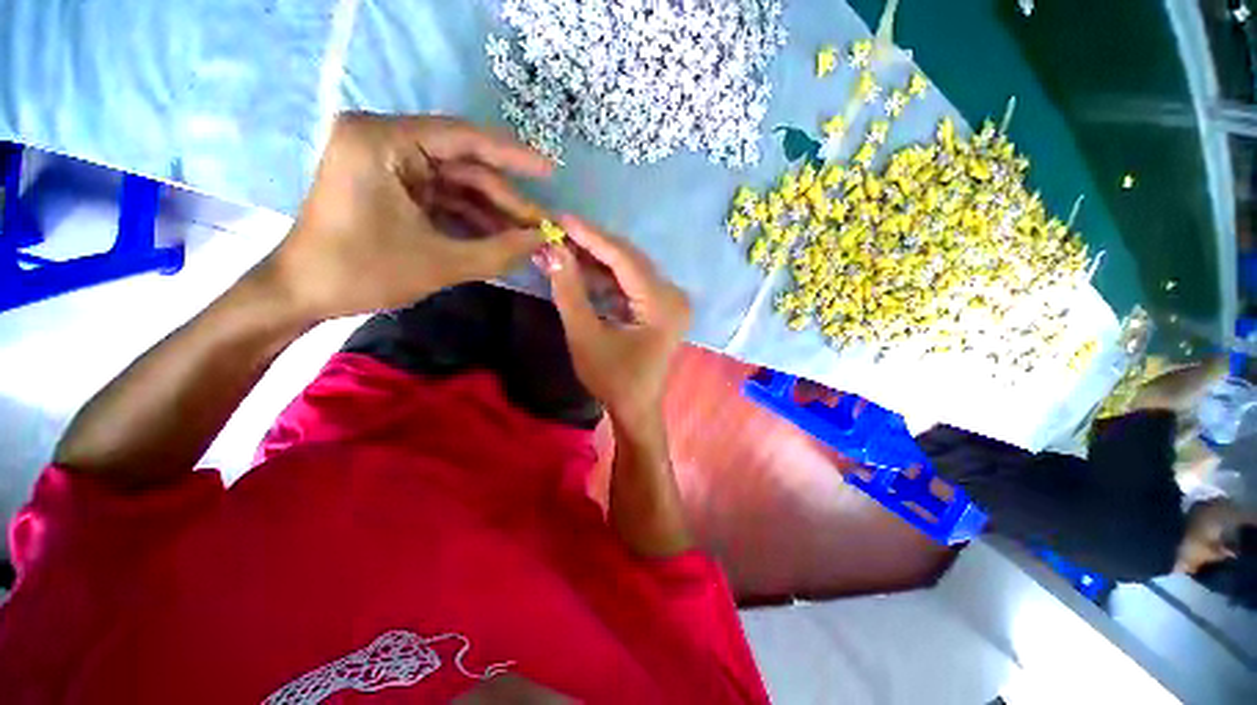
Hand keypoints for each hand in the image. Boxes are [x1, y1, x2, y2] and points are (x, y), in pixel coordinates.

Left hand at [261, 112, 553, 320]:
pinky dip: (471, 218)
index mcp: (383, 141)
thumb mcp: (441, 263)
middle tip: (542, 225)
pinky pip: (443, 197)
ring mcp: (387, 163)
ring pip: (457, 183)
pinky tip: (500, 237)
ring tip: (528, 236)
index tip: (551, 172)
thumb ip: (500, 251)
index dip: (513, 156)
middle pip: (463, 165)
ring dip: (493, 212)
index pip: (463, 138)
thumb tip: (545, 241)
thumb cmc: (362, 272)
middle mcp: (384, 139)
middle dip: (506, 199)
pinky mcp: (391, 185)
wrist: (303, 293)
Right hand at [541, 216, 690, 426]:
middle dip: (595, 245)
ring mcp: (671, 301)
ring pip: (632, 269)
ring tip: (567, 245)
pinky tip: (586, 267)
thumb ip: (569, 292)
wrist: (635, 408)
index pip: (625, 260)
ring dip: (600, 259)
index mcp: (662, 304)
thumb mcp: (585, 336)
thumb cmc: (612, 379)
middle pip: (631, 260)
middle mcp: (673, 296)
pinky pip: (634, 283)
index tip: (562, 218)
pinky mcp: (662, 307)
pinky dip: (609, 276)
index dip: (592, 237)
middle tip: (560, 230)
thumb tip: (552, 250)